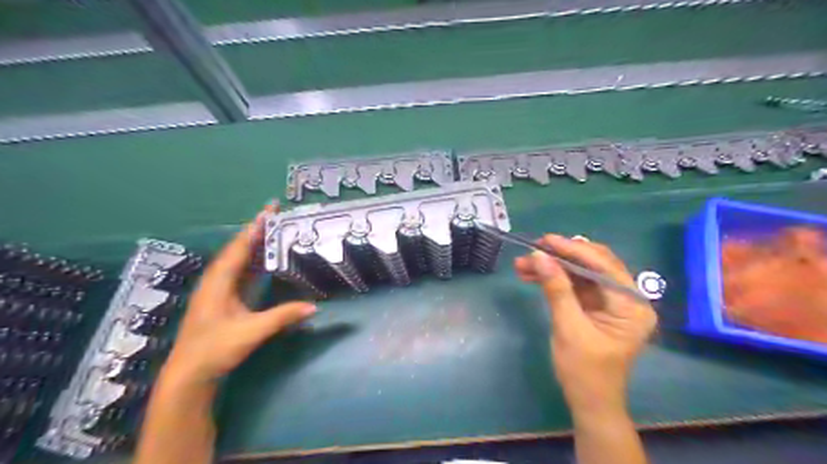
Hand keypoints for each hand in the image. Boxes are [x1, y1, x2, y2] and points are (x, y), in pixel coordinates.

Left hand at [162, 208, 317, 386]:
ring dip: (255, 245)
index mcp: (218, 282)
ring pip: (238, 260)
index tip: (269, 210)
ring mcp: (218, 290)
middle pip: (238, 249)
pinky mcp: (222, 299)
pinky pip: (239, 272)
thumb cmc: (215, 350)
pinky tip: (264, 260)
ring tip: (274, 231)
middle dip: (256, 231)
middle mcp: (216, 281)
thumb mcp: (251, 332)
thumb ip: (282, 317)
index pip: (240, 248)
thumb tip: (313, 307)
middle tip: (276, 216)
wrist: (189, 375)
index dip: (255, 228)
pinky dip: (253, 261)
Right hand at [516, 236, 655, 416]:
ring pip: (580, 272)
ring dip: (553, 267)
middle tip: (533, 250)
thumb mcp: (569, 328)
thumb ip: (556, 289)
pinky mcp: (595, 306)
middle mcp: (626, 298)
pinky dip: (554, 279)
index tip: (545, 240)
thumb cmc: (584, 371)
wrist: (588, 401)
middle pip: (593, 264)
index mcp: (632, 305)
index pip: (604, 266)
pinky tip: (532, 275)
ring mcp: (610, 301)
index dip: (573, 250)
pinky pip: (575, 284)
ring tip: (523, 264)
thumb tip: (539, 256)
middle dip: (561, 256)